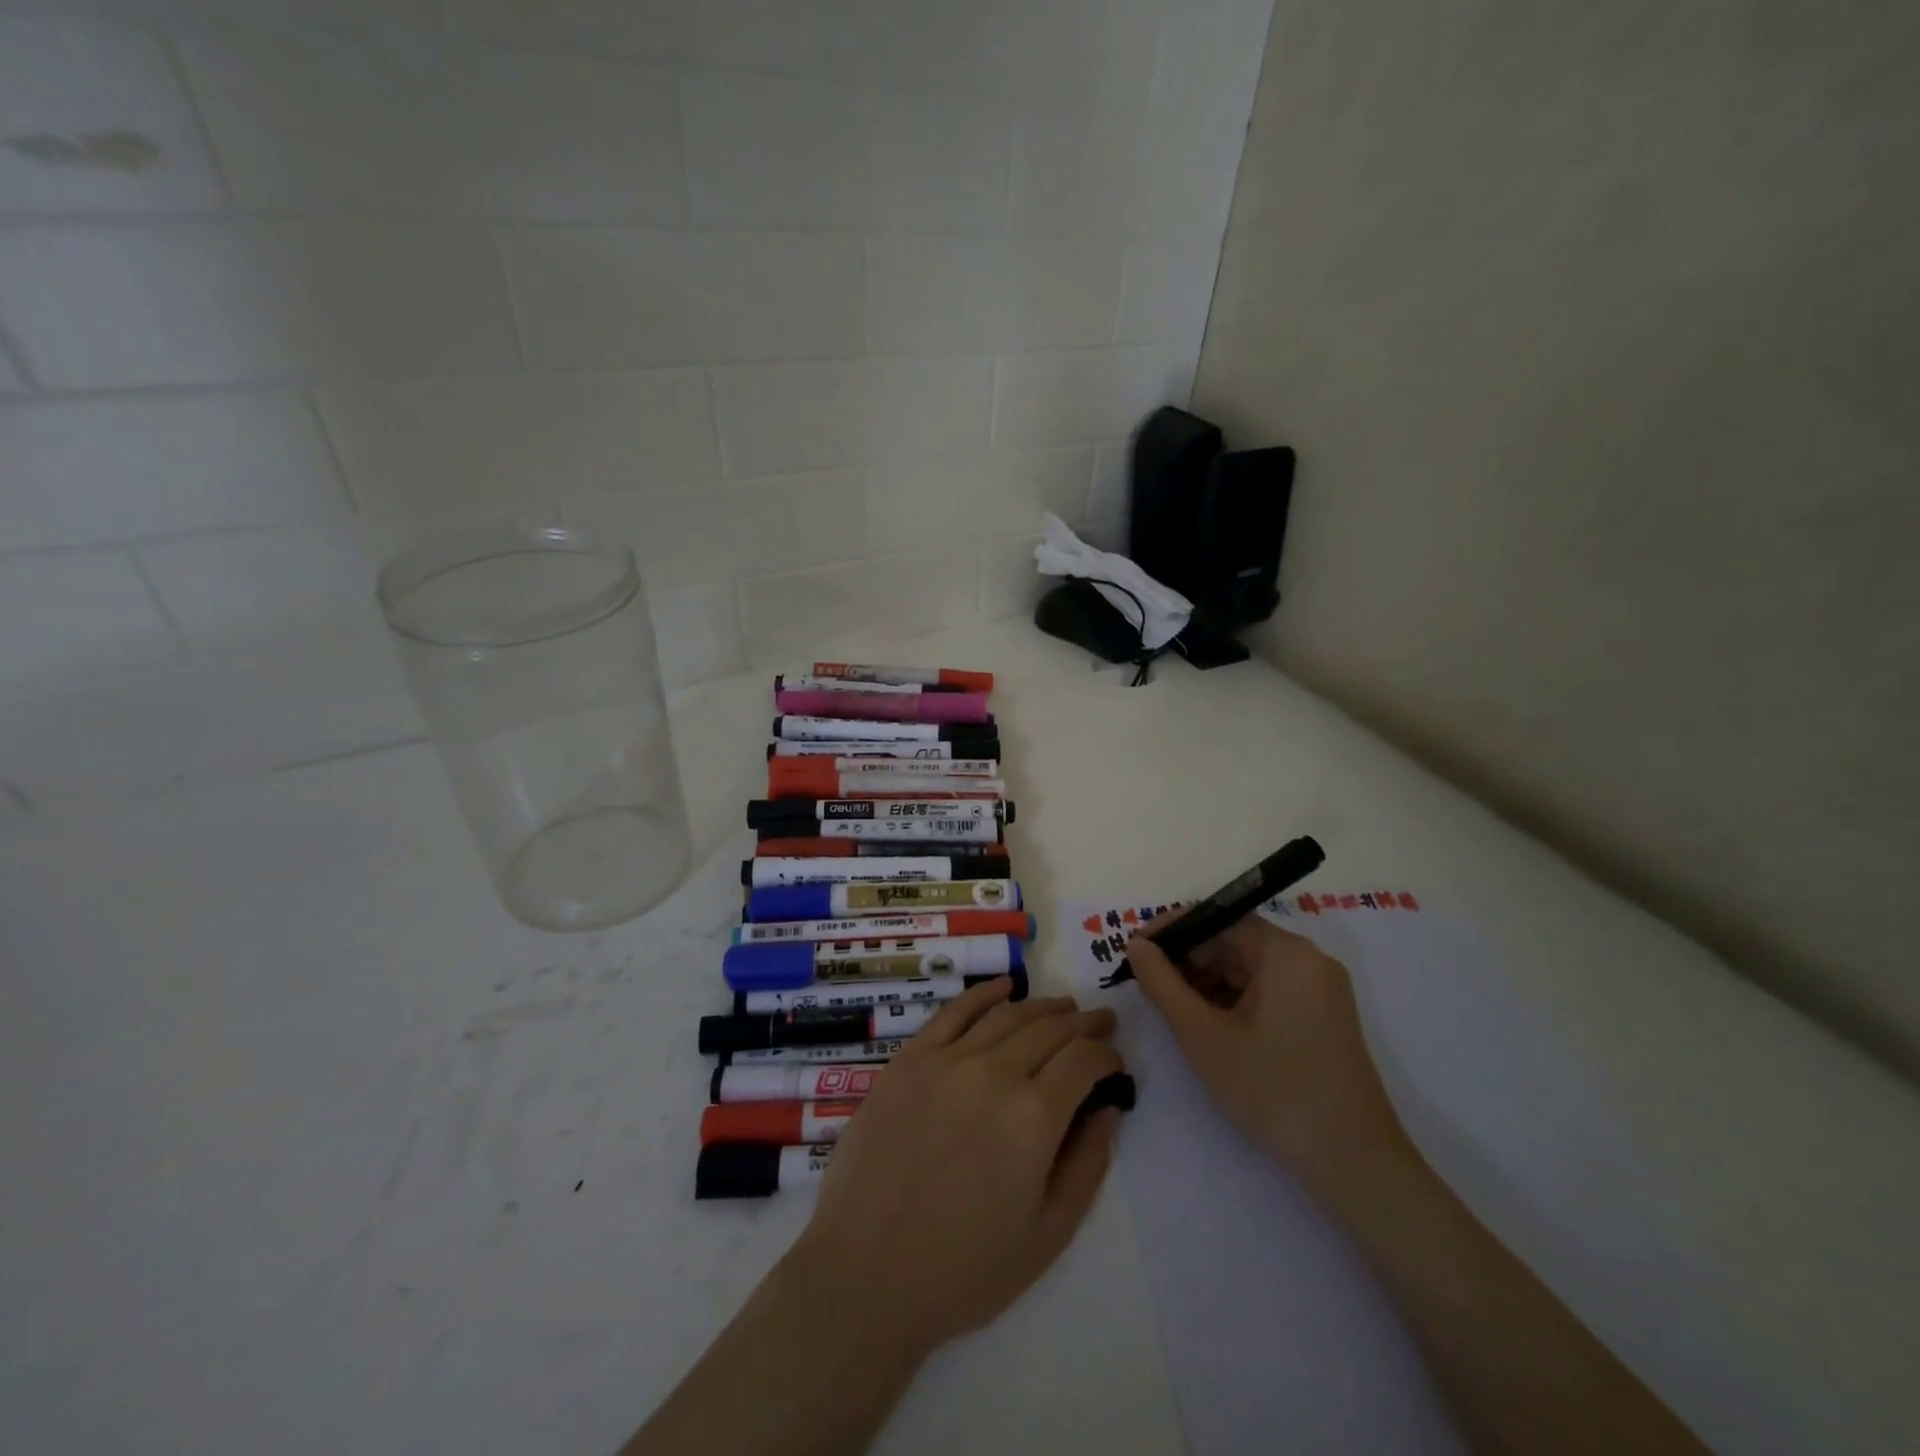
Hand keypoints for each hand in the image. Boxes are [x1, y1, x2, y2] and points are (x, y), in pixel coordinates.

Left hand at [785, 979, 1124, 1361]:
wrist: (867, 1272)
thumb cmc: (964, 1268)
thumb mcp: (1047, 1234)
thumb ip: (1088, 1165)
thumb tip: (1108, 1109)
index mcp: (1033, 1117)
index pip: (1083, 1061)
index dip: (1106, 1055)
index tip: (1114, 1062)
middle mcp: (993, 1073)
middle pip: (1049, 1029)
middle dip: (1082, 1024)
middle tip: (1100, 1021)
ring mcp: (947, 1060)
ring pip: (1007, 1015)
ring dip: (1042, 1007)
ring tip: (1063, 1007)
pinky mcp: (909, 1059)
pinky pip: (954, 1012)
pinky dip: (983, 994)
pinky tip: (1004, 986)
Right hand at [1128, 915, 1407, 1189]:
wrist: (1353, 1163)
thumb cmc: (1273, 1091)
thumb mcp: (1203, 1036)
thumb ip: (1162, 984)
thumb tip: (1136, 945)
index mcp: (1286, 953)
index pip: (1218, 919)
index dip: (1172, 931)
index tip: (1134, 950)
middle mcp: (1308, 959)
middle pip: (1235, 941)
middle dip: (1188, 959)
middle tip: (1148, 985)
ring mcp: (1320, 988)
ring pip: (1250, 968)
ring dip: (1208, 982)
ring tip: (1174, 1010)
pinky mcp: (1324, 1016)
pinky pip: (1268, 990)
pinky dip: (1235, 1000)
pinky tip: (1209, 1025)